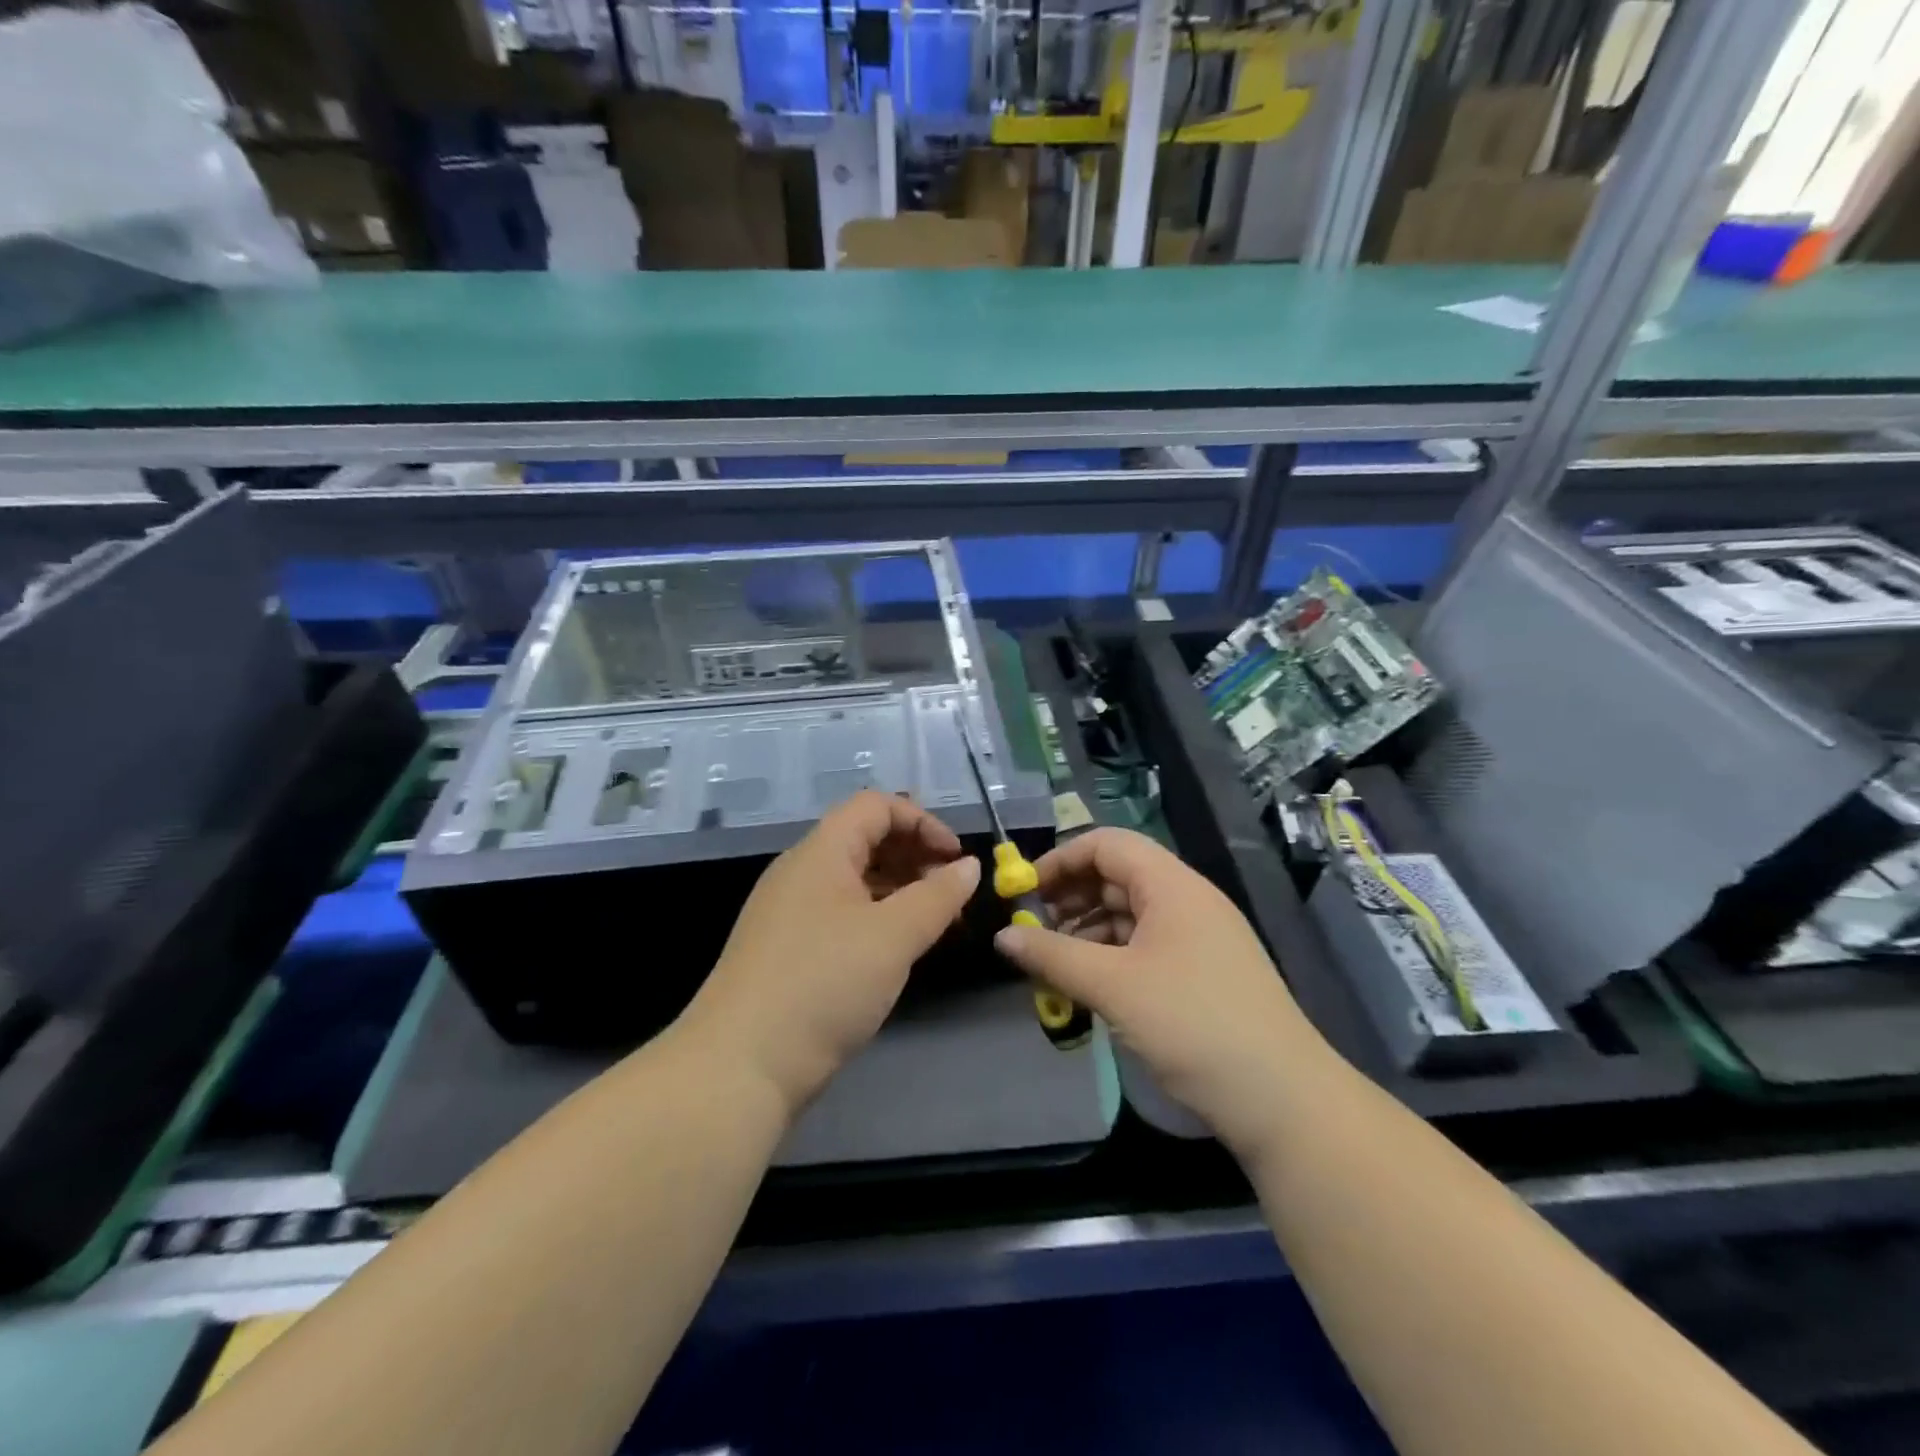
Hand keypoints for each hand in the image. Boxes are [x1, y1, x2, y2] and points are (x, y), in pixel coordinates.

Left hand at [688, 790, 980, 1116]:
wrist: (740, 1066)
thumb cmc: (823, 984)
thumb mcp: (893, 936)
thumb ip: (938, 896)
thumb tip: (969, 866)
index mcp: (821, 851)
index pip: (876, 806)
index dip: (922, 822)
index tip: (957, 859)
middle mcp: (802, 871)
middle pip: (866, 839)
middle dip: (916, 857)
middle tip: (952, 894)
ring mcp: (791, 912)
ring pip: (856, 880)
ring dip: (901, 891)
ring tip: (937, 924)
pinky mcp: (788, 950)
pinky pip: (842, 914)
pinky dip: (878, 919)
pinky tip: (899, 950)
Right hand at [993, 827, 1323, 1157]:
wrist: (1283, 1099)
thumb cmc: (1193, 1024)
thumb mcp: (1113, 987)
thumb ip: (1052, 956)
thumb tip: (1002, 938)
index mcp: (1172, 885)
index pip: (1107, 844)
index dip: (1061, 860)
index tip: (1024, 891)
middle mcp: (1187, 901)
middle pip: (1117, 877)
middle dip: (1070, 897)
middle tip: (1033, 930)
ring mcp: (1198, 938)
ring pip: (1129, 915)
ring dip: (1087, 931)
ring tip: (1053, 962)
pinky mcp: (1202, 973)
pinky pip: (1145, 946)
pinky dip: (1111, 957)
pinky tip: (1088, 985)